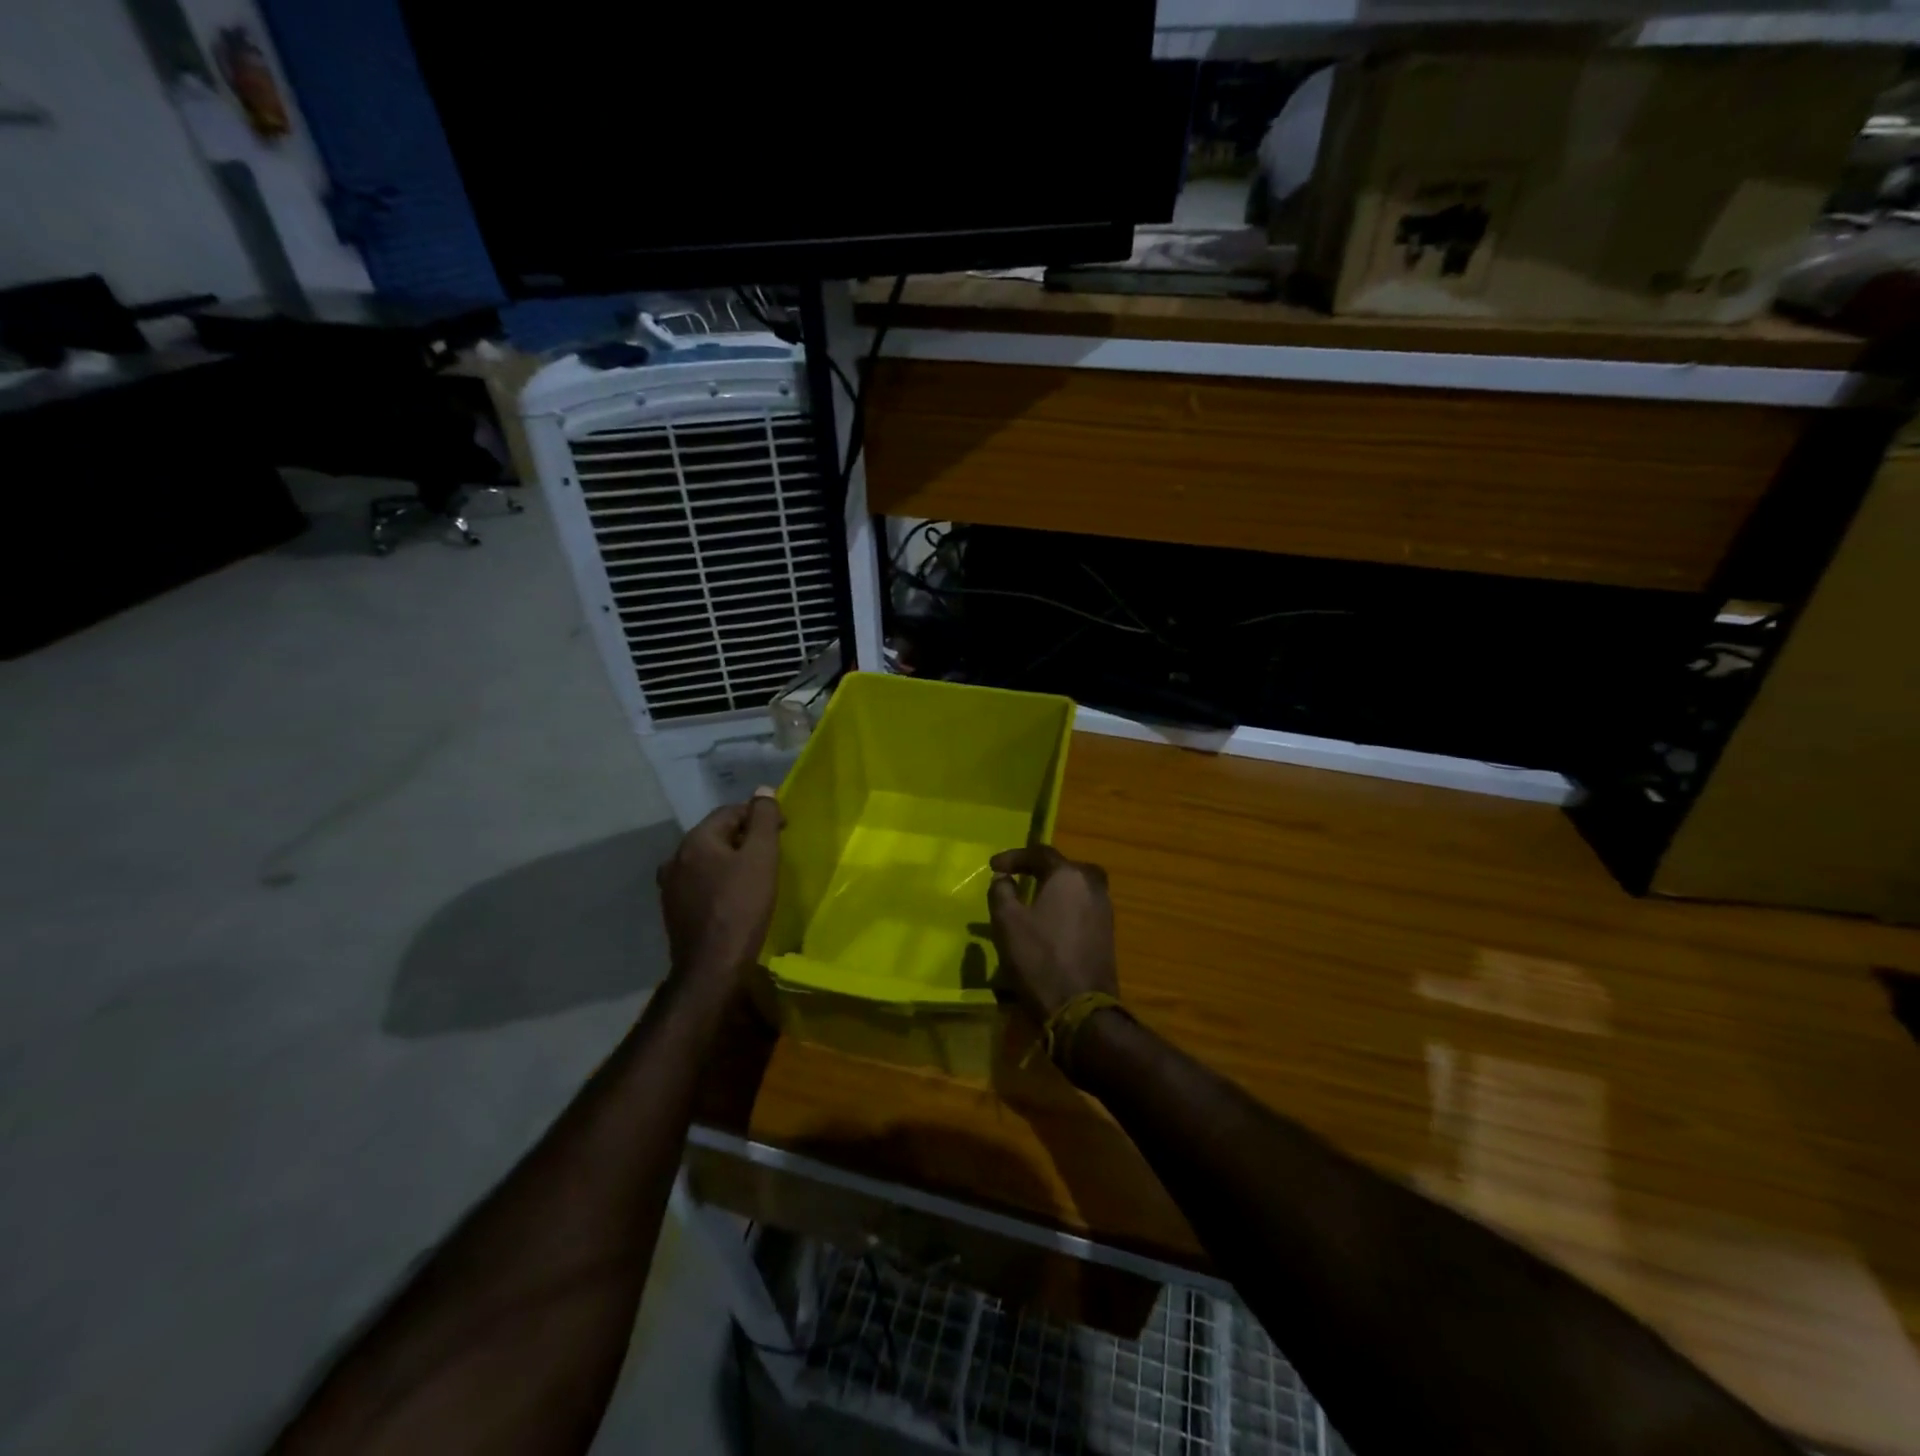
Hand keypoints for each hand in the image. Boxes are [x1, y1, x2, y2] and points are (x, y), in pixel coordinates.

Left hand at [657, 788, 783, 987]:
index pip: (730, 812)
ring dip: (731, 860)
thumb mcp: (761, 858)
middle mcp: (676, 858)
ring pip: (707, 860)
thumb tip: (763, 791)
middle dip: (745, 837)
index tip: (783, 829)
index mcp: (695, 840)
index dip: (759, 815)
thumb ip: (764, 820)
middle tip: (772, 852)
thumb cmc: (742, 907)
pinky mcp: (674, 910)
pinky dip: (719, 881)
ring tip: (755, 874)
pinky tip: (734, 896)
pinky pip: (700, 883)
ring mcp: (671, 886)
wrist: (712, 967)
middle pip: (716, 835)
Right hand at [986, 845, 1118, 1021]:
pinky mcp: (1107, 934)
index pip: (1040, 853)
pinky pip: (1083, 908)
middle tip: (1020, 877)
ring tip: (1033, 901)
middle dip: (1040, 870)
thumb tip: (1004, 878)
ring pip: (1077, 888)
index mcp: (1069, 876)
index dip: (1014, 857)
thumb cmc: (1039, 959)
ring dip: (1054, 890)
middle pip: (1065, 868)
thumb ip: (1002, 892)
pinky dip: (1065, 908)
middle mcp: (1093, 886)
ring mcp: (1105, 911)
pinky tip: (1050, 923)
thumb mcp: (1007, 922)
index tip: (993, 867)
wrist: (1080, 1009)